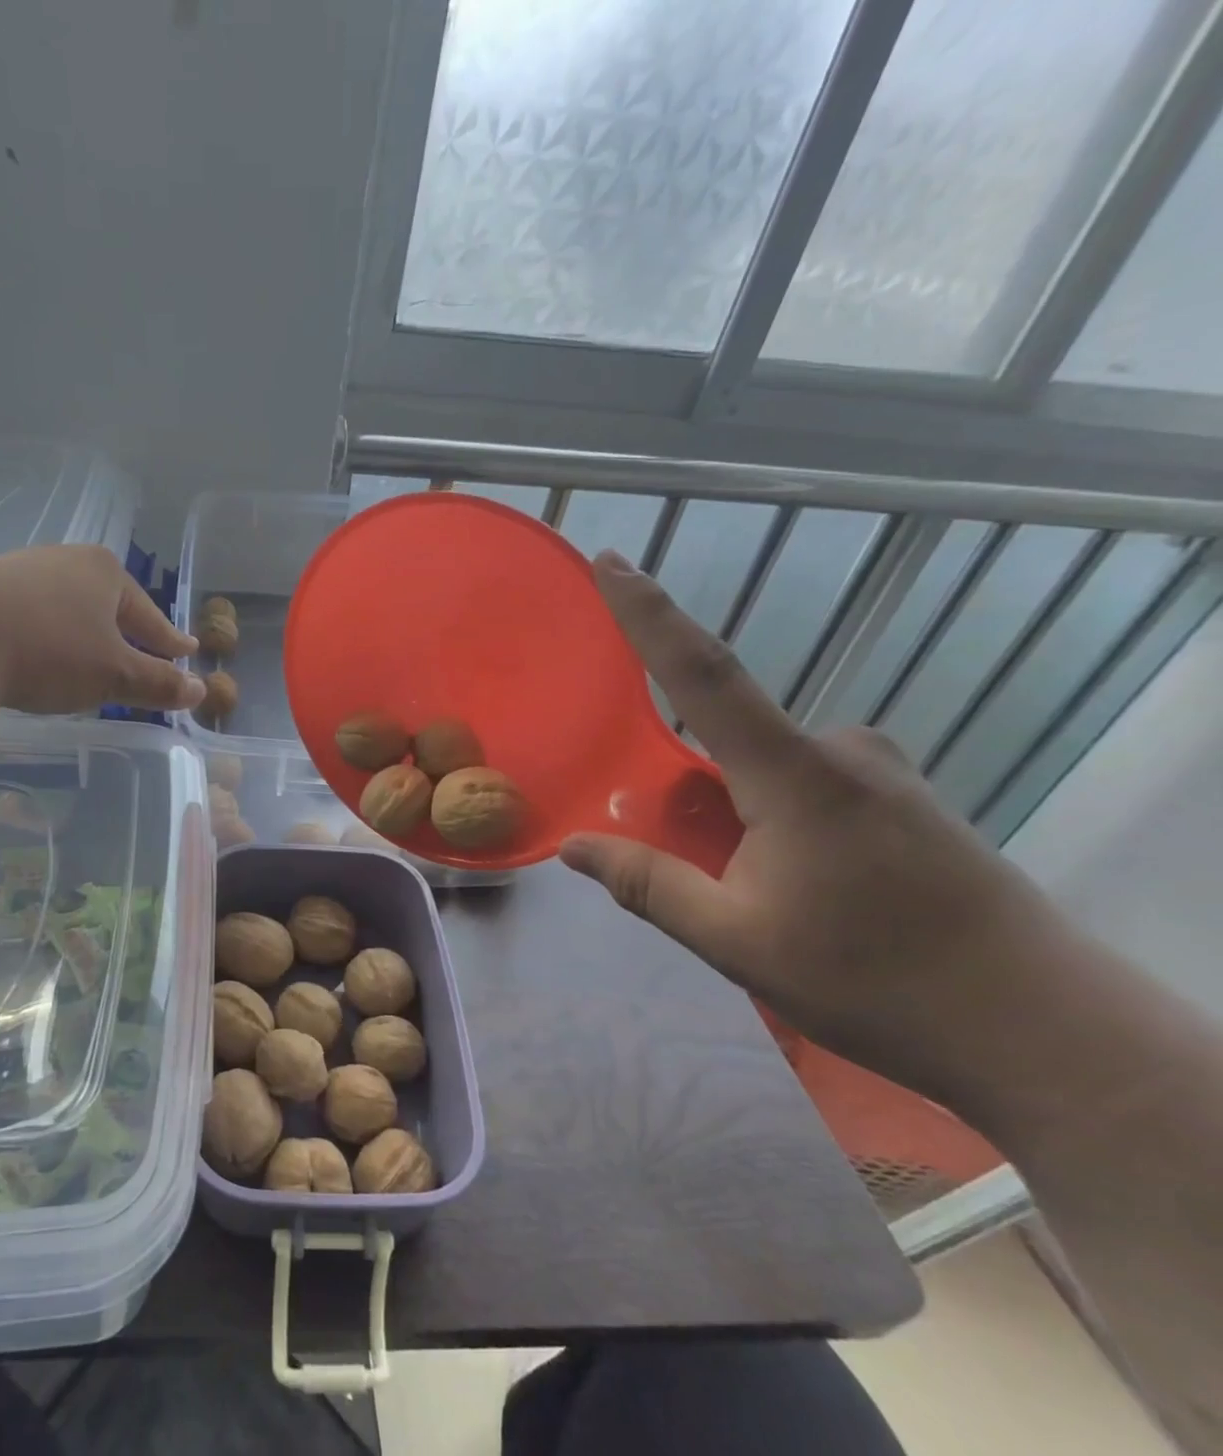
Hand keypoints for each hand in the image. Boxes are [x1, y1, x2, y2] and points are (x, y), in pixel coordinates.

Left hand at [0, 545, 204, 714]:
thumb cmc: (49, 651)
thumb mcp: (113, 674)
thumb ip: (158, 683)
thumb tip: (199, 691)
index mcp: (105, 572)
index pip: (149, 614)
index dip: (169, 639)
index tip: (186, 652)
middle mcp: (64, 560)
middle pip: (108, 603)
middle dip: (126, 629)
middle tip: (143, 651)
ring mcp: (18, 568)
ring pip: (65, 604)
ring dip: (81, 628)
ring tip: (89, 650)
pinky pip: (28, 611)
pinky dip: (42, 630)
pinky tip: (35, 644)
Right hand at [561, 551, 1078, 1102]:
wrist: (1047, 1034)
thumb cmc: (879, 981)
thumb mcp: (739, 941)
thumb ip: (650, 886)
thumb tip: (573, 846)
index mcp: (793, 774)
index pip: (702, 672)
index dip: (650, 614)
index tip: (611, 563)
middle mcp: (839, 752)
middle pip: (726, 738)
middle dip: (687, 790)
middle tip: (697, 865)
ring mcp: (880, 773)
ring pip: (765, 770)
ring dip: (732, 814)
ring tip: (751, 895)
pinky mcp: (903, 799)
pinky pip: (804, 784)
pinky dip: (769, 819)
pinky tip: (795, 887)